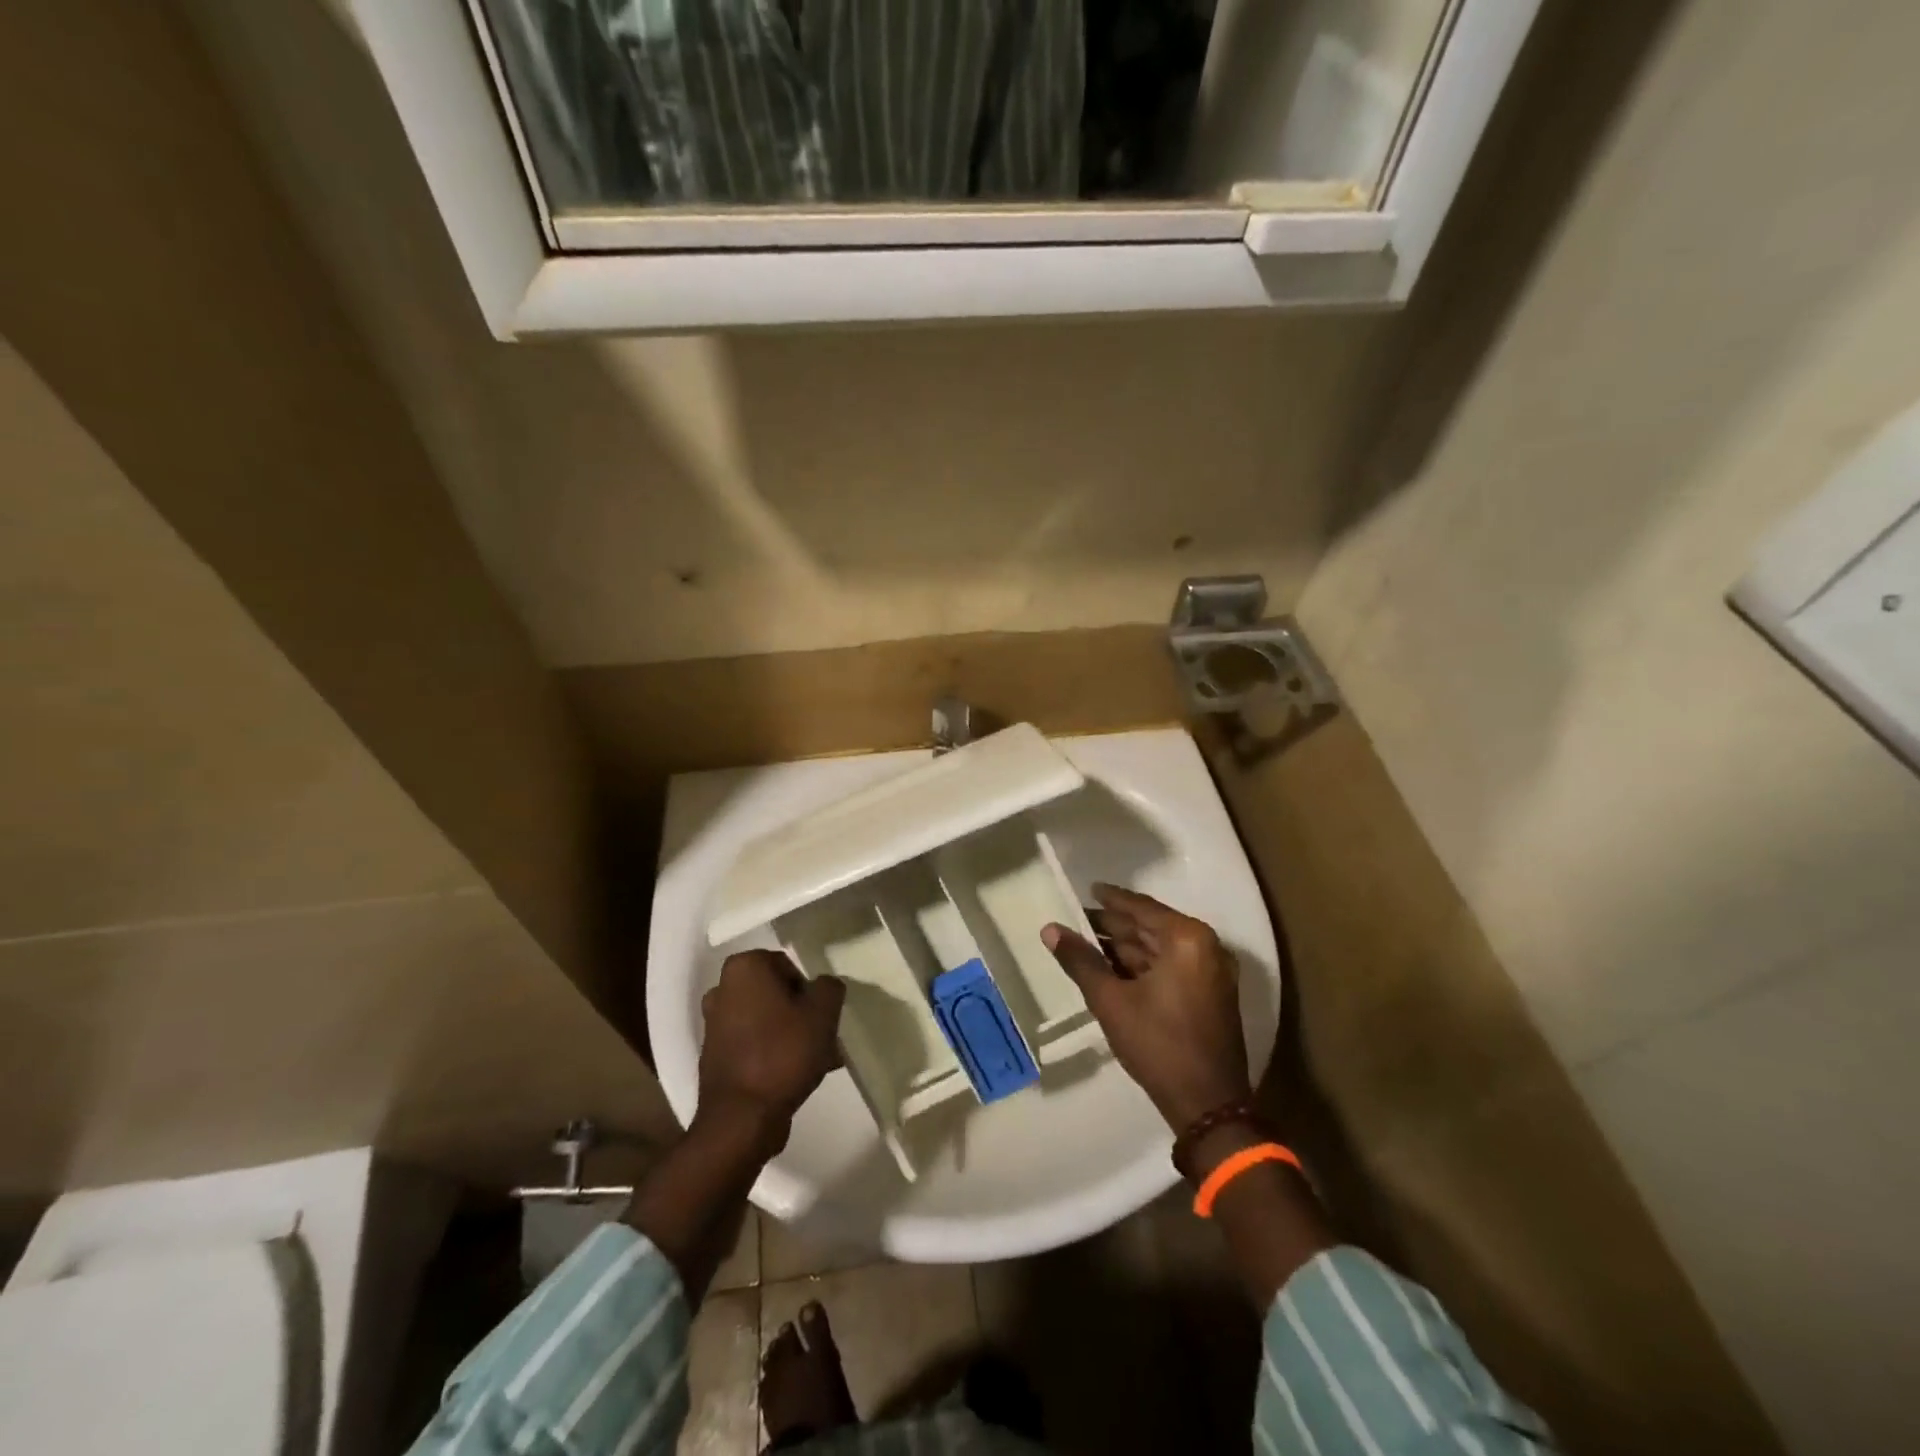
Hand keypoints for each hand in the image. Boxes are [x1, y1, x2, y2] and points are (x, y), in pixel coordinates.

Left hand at [697, 951, 845, 1150]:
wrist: (742, 1119)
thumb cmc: (783, 1053)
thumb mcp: (823, 1012)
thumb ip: (830, 987)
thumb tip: (824, 987)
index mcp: (744, 968)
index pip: (788, 966)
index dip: (809, 989)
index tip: (821, 1014)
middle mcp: (722, 989)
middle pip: (777, 994)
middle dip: (801, 1012)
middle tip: (824, 1037)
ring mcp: (715, 1025)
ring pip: (767, 1020)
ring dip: (792, 1034)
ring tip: (819, 1061)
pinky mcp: (715, 1056)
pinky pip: (754, 1044)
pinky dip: (774, 1052)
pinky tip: (798, 1075)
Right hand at [1042, 884, 1250, 1132]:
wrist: (1208, 1105)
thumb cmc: (1158, 1045)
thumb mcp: (1111, 1001)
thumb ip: (1080, 961)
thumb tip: (1049, 929)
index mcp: (1187, 939)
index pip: (1141, 908)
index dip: (1111, 899)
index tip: (1088, 889)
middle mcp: (1206, 947)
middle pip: (1151, 927)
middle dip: (1114, 926)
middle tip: (1077, 921)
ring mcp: (1211, 972)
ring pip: (1160, 949)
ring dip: (1125, 947)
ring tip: (1087, 945)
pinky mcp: (1211, 994)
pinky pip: (1171, 966)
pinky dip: (1142, 966)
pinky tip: (1112, 969)